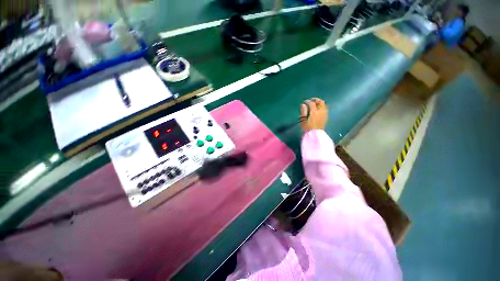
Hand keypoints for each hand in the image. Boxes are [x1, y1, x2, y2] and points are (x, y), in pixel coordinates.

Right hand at [300, 98, 327, 131]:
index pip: (312, 103)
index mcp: (314, 112)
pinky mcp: (326, 117)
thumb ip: (303, 111)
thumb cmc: (307, 128)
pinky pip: (325, 108)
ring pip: (324, 105)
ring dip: (319, 102)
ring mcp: (324, 114)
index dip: (308, 101)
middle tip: (311, 100)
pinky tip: (319, 109)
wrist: (315, 135)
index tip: (304, 102)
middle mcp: (320, 112)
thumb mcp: (303, 120)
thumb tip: (303, 104)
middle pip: (320, 102)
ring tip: (315, 104)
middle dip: (315, 99)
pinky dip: (322, 106)